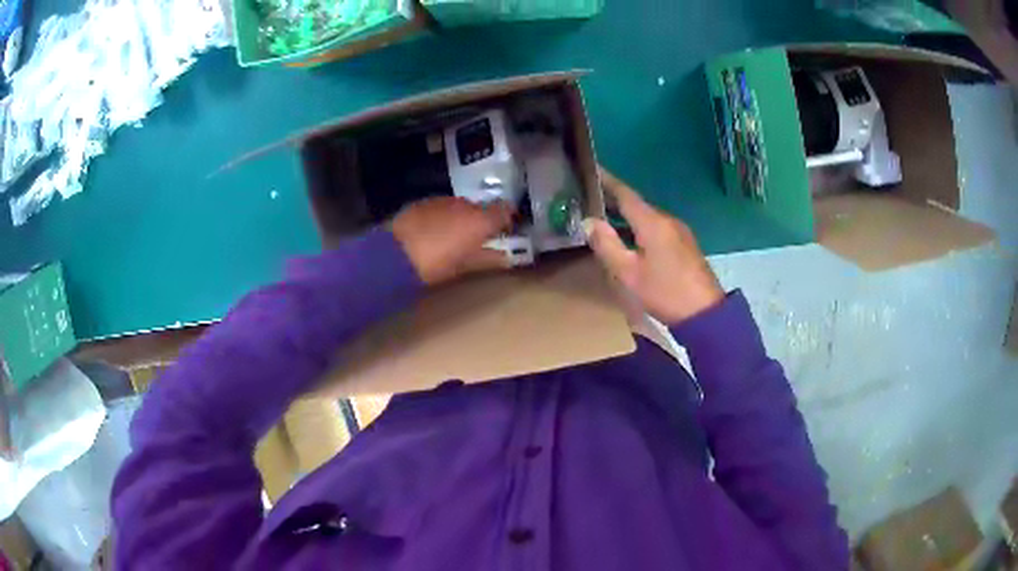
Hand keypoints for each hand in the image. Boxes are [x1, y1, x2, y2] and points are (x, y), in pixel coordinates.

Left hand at [391, 197, 514, 285]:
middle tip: (477, 239)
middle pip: (480, 208)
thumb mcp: (464, 266)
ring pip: (459, 206)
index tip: (506, 231)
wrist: (394, 253)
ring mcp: (442, 200)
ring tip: (453, 237)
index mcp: (479, 220)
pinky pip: (441, 207)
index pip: (504, 210)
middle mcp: (464, 204)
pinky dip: (443, 217)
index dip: (507, 219)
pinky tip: (433, 231)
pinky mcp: (422, 202)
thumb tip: (505, 257)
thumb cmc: (435, 264)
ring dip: (460, 218)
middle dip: (481, 221)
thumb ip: (488, 259)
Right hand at [584, 168, 723, 324]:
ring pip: (648, 217)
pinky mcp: (685, 245)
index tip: (591, 170)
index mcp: (653, 223)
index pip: (625, 194)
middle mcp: (667, 220)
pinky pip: (657, 228)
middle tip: (589, 198)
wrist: (705, 313)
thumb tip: (589, 222)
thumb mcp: (629, 273)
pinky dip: (640, 227)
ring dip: (627, 215)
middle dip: (614, 199)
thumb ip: (607, 245)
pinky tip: (630, 238)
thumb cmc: (665, 292)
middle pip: (637, 204)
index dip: (607, 181)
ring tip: (605, 218)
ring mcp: (679, 232)